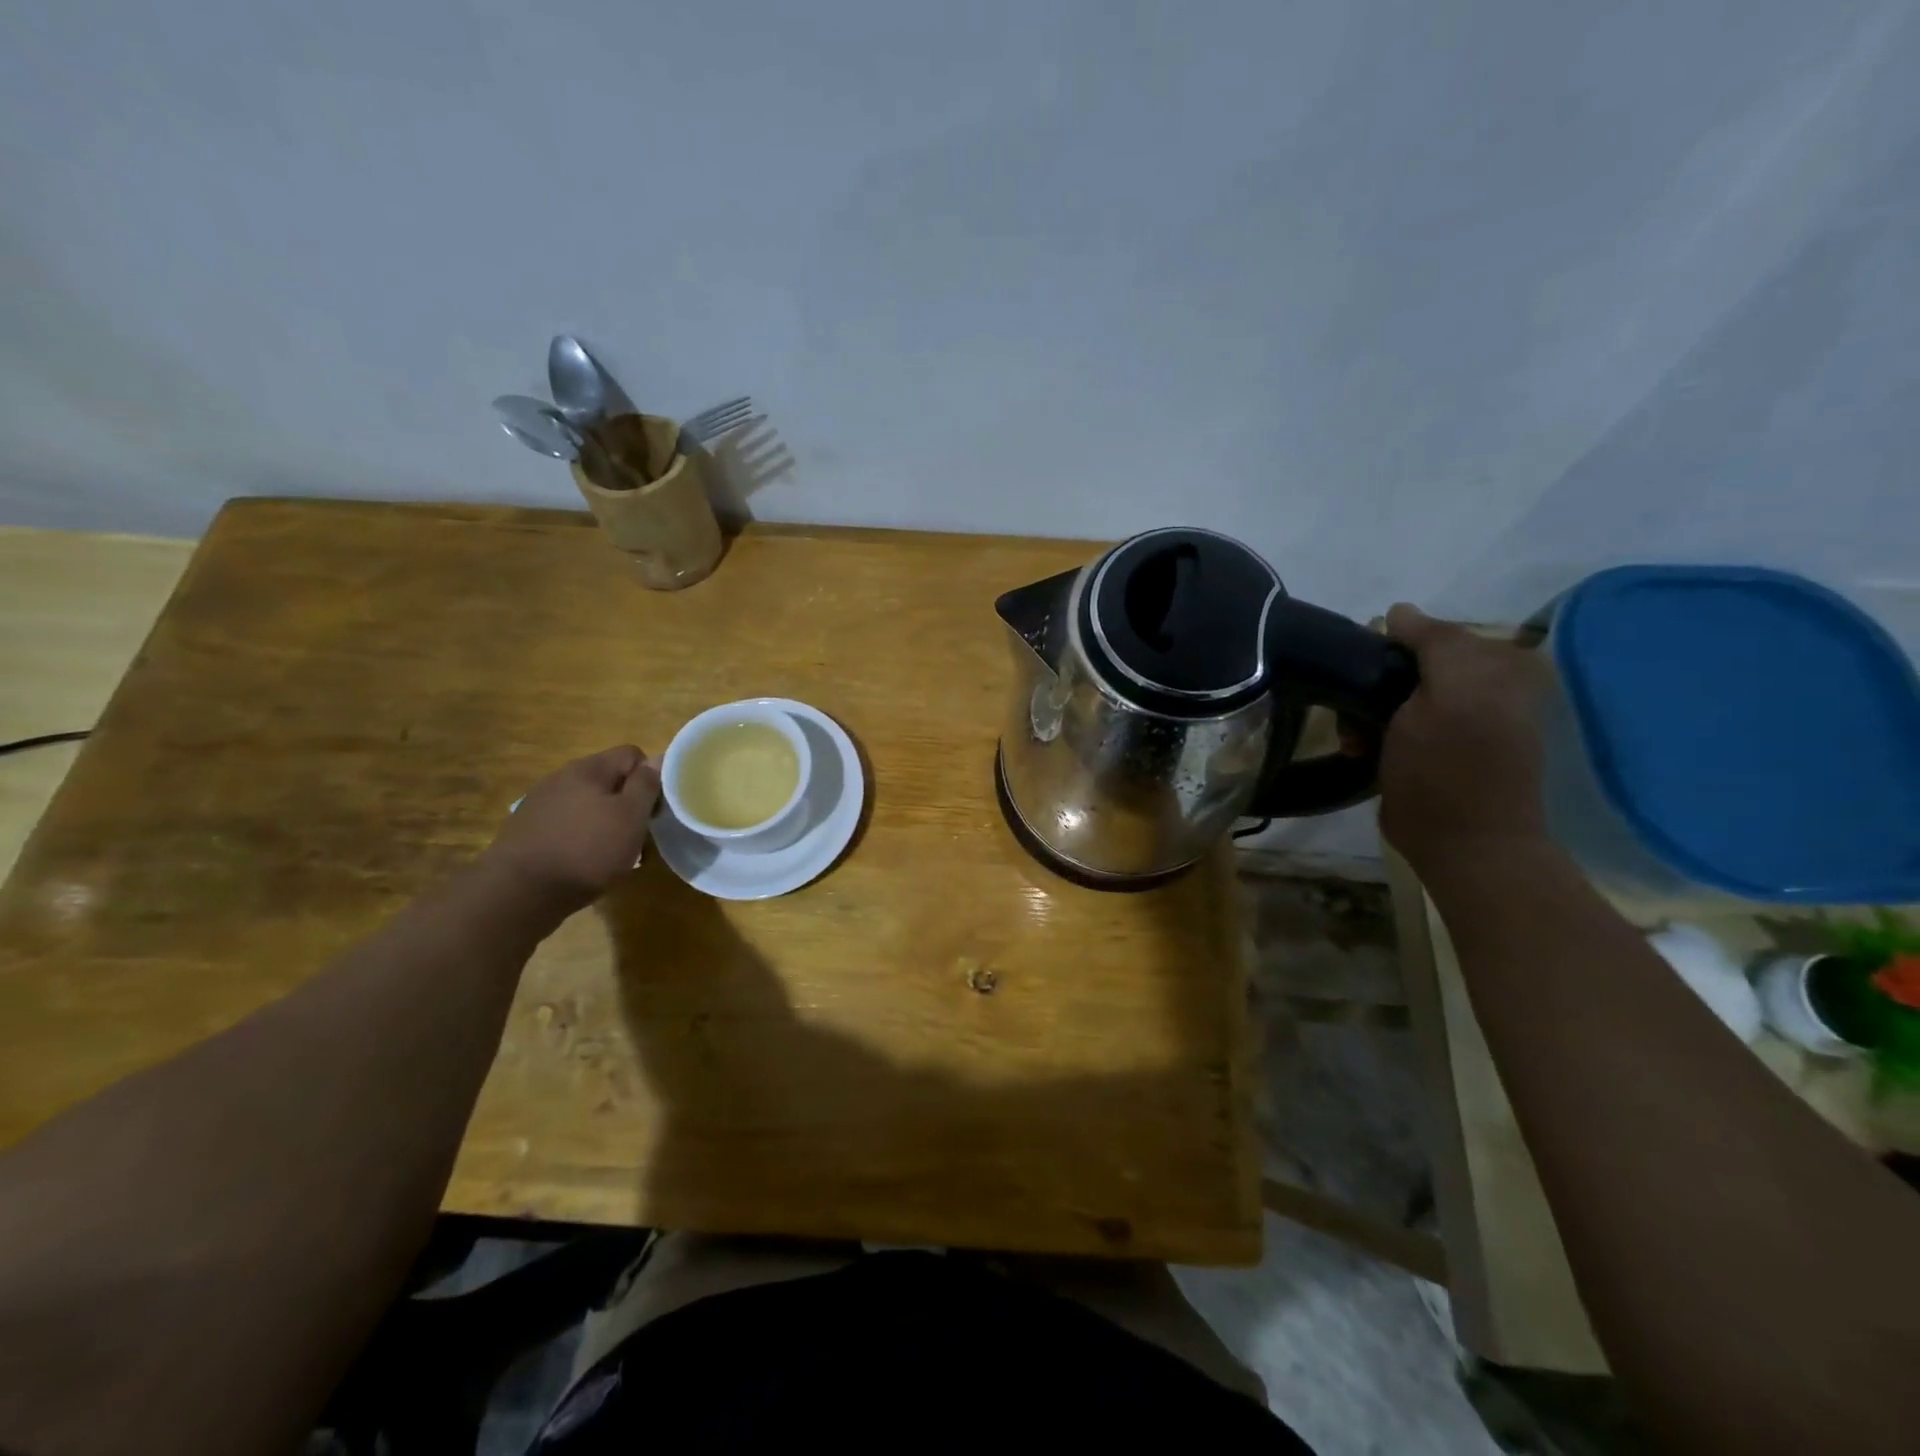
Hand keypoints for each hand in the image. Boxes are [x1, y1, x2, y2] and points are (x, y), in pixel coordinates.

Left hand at [482, 746, 659, 911]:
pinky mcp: (528, 829)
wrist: (518, 893)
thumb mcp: (630, 817)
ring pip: (588, 803)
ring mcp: (540, 803)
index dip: (651, 778)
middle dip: (627, 803)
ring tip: (610, 852)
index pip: (632, 755)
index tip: (654, 809)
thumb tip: (656, 760)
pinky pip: (567, 823)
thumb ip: (646, 785)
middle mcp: (561, 777)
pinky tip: (582, 862)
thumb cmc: (585, 851)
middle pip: (609, 779)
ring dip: (604, 821)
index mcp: (588, 769)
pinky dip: (581, 836)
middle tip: (636, 834)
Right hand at [1378, 606, 1551, 866]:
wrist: (1461, 843)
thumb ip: (1434, 641)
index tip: (1362, 675)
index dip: (1389, 650)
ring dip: (1365, 714)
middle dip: (1373, 686)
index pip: (1428, 634)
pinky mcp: (1436, 750)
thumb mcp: (1450, 691)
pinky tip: (1364, 752)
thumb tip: (1398, 612)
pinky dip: (1372, 734)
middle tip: (1358, 714)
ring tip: (1357, 741)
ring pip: (1391, 694)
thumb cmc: (1452, 767)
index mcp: (1498, 666)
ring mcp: (1458, 721)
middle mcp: (1483, 687)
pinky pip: (1392, 723)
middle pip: (1406, 665)